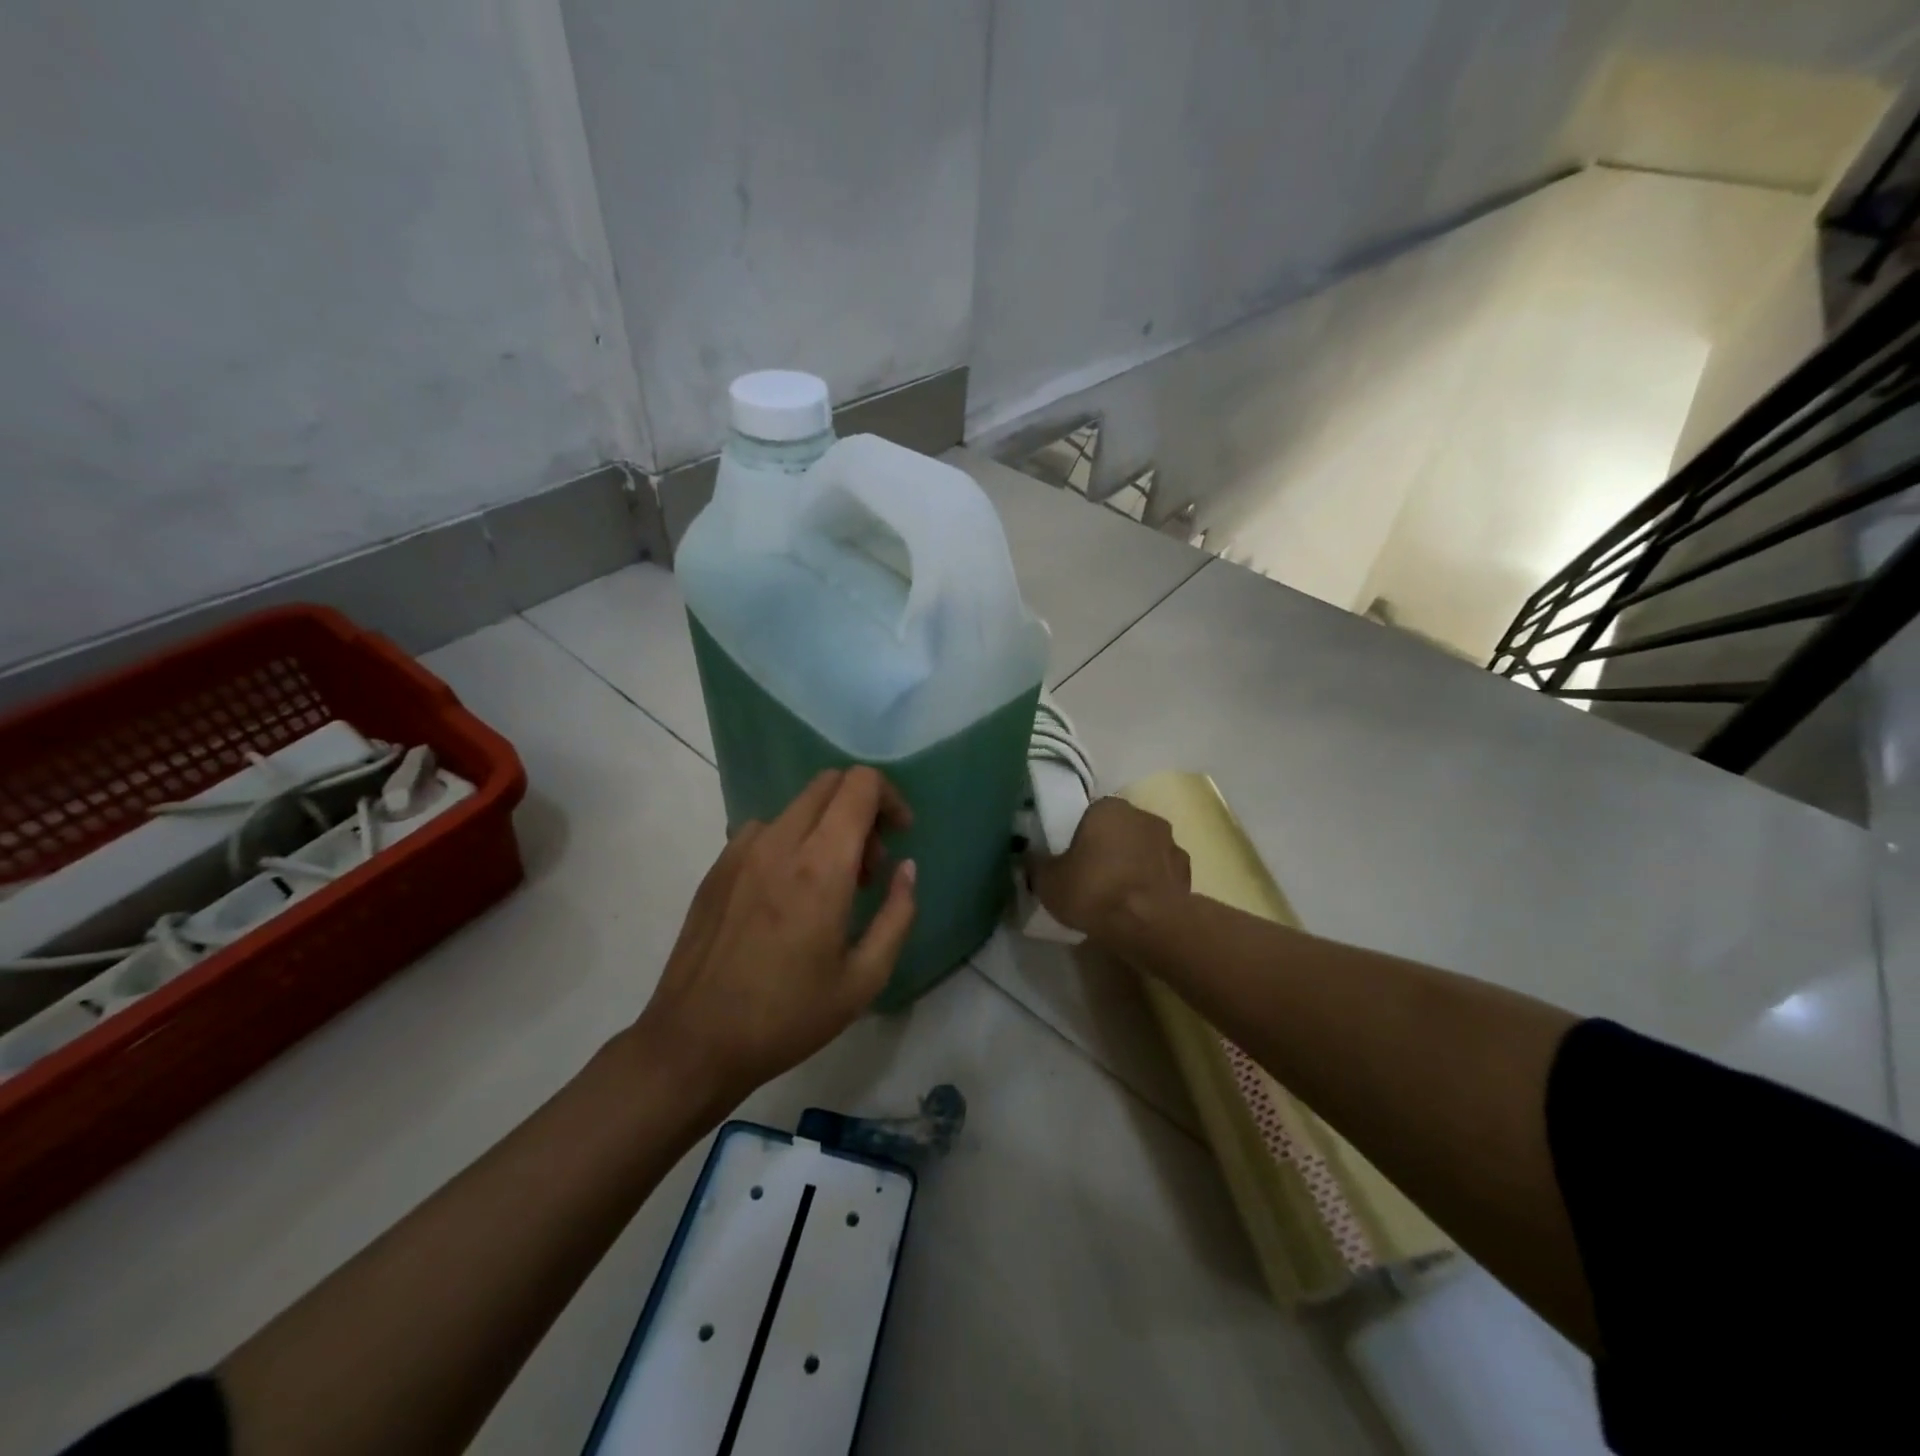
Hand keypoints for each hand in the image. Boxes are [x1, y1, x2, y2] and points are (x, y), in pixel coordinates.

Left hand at [637, 768, 916, 1107]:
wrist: (694, 1042)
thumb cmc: (788, 1016)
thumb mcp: (864, 979)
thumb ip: (897, 914)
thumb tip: (906, 868)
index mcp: (821, 866)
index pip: (860, 785)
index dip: (890, 797)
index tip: (900, 835)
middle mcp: (779, 843)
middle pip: (829, 783)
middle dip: (862, 809)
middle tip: (869, 864)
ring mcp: (740, 851)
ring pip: (798, 806)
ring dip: (827, 826)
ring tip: (829, 884)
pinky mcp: (717, 867)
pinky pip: (765, 830)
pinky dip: (792, 841)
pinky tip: (788, 894)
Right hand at [1030, 797, 1189, 941]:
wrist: (1151, 925)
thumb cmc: (1095, 891)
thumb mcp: (1048, 881)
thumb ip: (1037, 865)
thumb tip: (1030, 857)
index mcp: (1108, 808)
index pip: (1089, 815)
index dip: (1079, 837)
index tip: (1071, 859)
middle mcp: (1143, 816)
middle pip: (1118, 830)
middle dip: (1107, 849)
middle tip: (1090, 878)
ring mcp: (1170, 844)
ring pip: (1142, 851)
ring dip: (1132, 866)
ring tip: (1116, 897)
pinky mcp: (1187, 873)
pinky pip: (1160, 875)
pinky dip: (1150, 886)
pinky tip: (1138, 907)